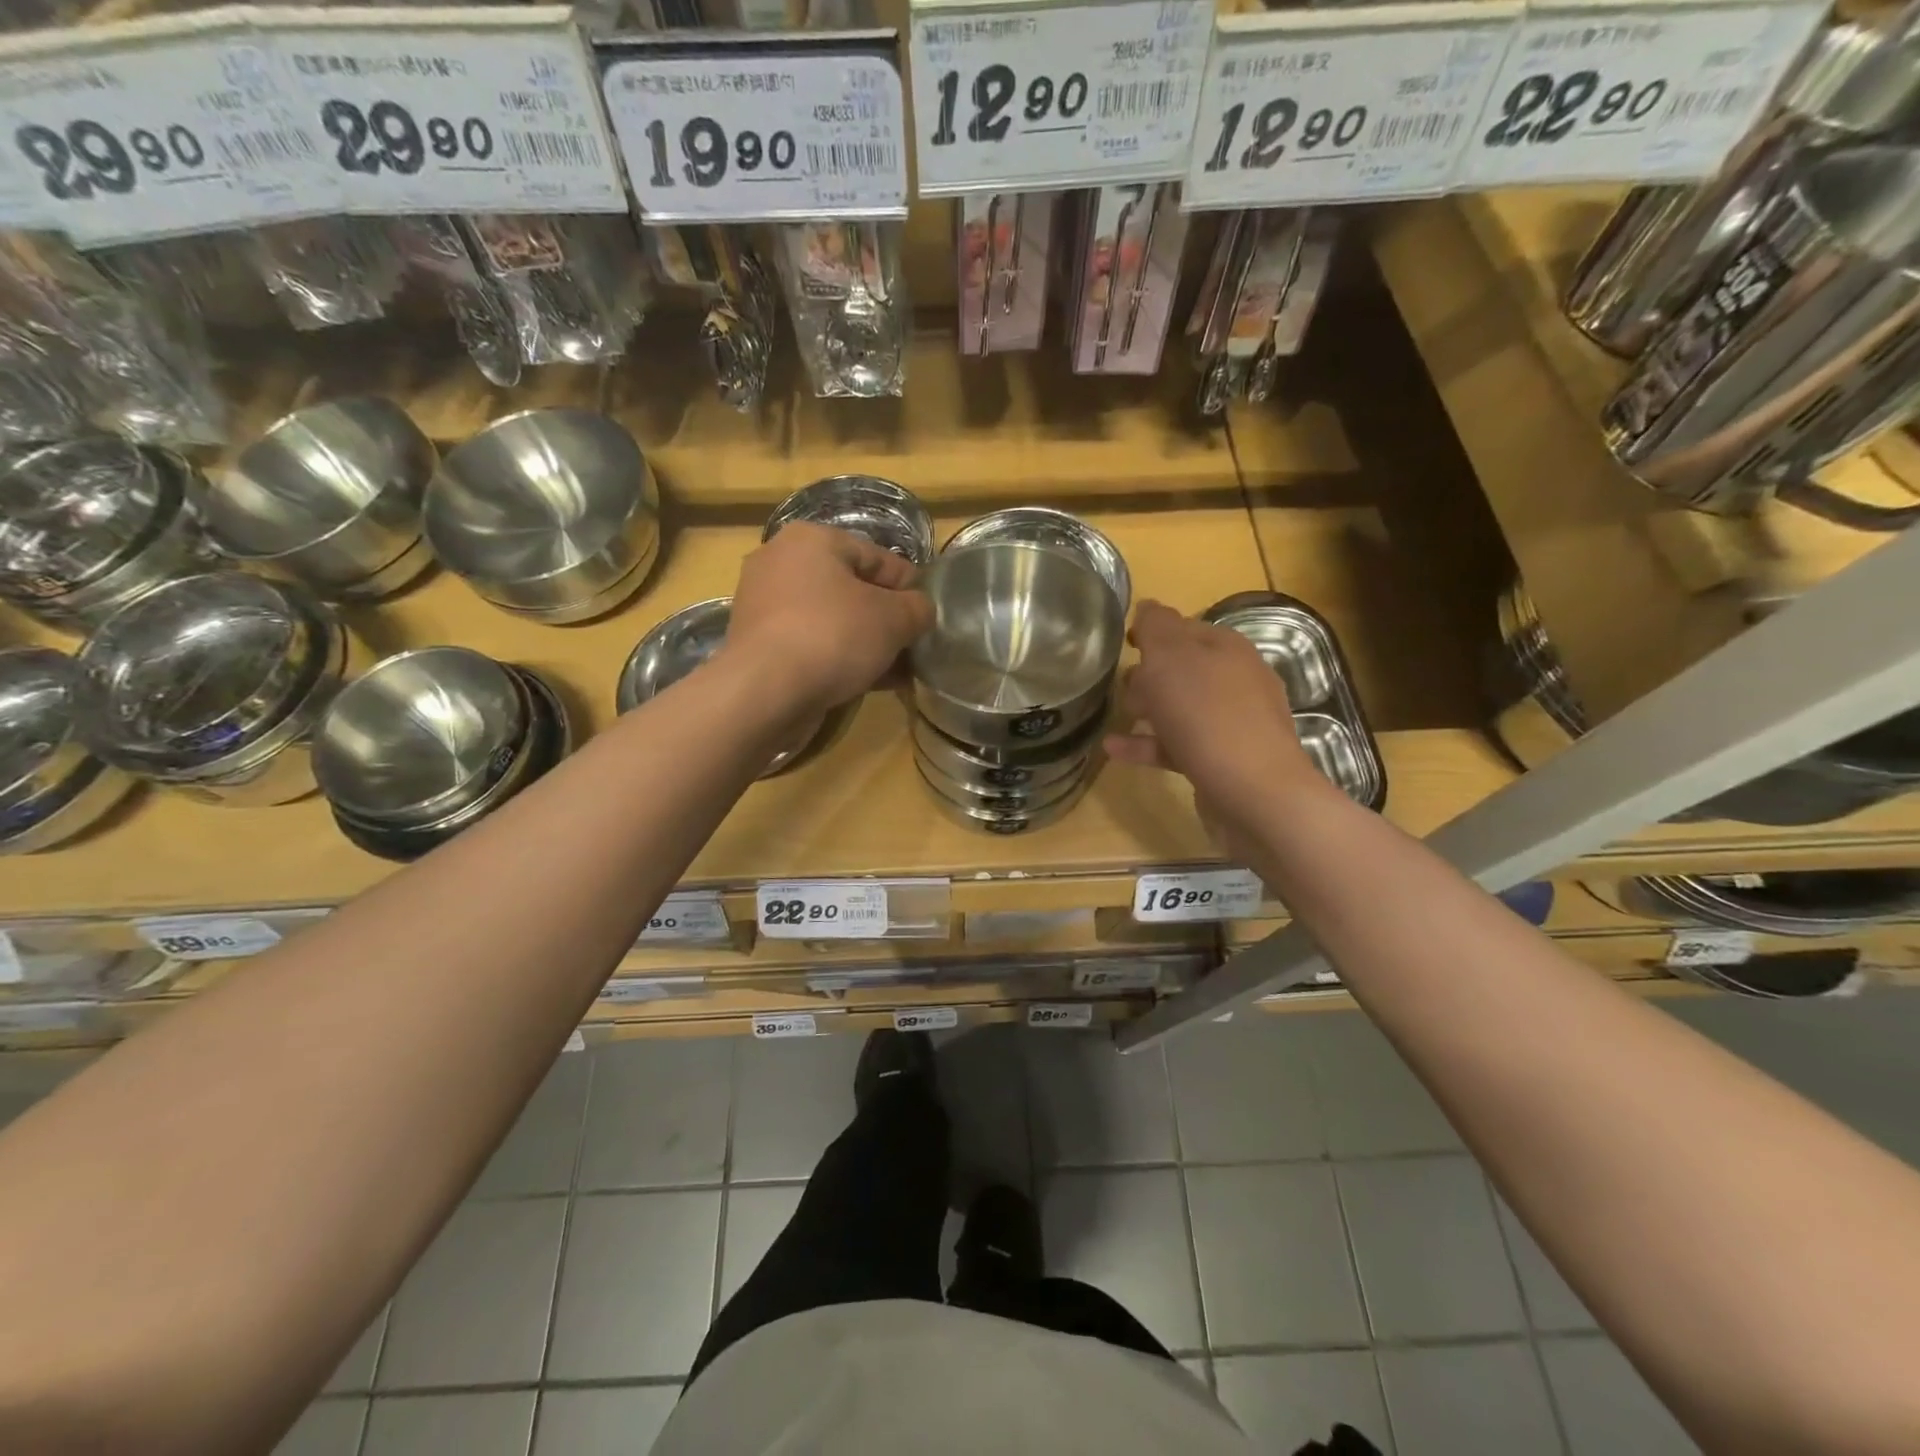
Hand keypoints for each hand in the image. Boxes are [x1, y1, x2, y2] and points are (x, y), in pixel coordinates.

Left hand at [724, 523, 933, 713]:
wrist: (765, 692)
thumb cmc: (833, 637)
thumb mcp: (894, 619)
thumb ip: (918, 608)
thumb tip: (921, 611)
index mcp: (811, 539)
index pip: (877, 557)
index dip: (910, 587)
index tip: (930, 616)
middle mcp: (781, 563)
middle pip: (853, 589)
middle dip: (887, 621)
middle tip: (914, 647)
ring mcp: (765, 605)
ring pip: (833, 621)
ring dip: (866, 644)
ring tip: (898, 671)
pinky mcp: (759, 644)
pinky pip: (812, 645)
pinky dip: (840, 659)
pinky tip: (868, 683)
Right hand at [1105, 600, 1329, 836]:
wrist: (1254, 792)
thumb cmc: (1206, 715)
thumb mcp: (1171, 658)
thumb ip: (1156, 628)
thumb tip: (1148, 607)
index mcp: (1227, 648)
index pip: (1185, 627)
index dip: (1153, 630)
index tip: (1122, 640)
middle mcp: (1236, 680)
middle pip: (1186, 668)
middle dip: (1151, 671)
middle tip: (1117, 680)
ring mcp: (1233, 723)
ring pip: (1182, 707)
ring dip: (1148, 708)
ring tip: (1115, 712)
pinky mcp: (1223, 760)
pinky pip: (1178, 744)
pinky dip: (1148, 744)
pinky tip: (1115, 750)